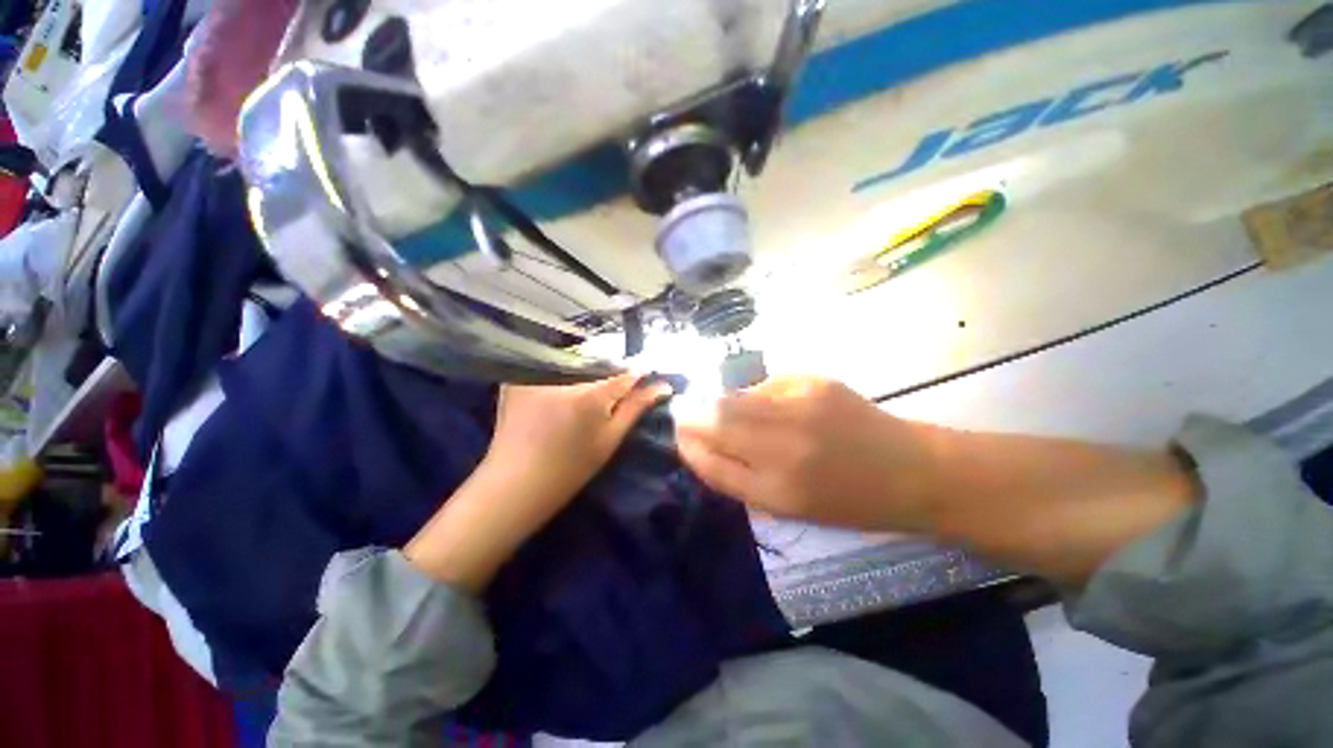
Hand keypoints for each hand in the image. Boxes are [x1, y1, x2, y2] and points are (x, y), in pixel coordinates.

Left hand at [406, 374, 670, 590]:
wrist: (515, 484)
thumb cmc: (570, 468)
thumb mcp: (610, 440)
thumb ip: (636, 408)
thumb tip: (662, 386)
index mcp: (590, 396)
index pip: (625, 373)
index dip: (639, 372)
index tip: (649, 372)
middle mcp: (562, 377)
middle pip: (598, 361)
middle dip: (612, 368)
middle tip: (619, 381)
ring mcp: (535, 374)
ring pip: (574, 359)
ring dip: (587, 366)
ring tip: (594, 381)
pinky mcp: (517, 377)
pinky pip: (549, 364)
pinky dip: (562, 370)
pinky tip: (566, 384)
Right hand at [675, 376, 933, 529]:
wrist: (912, 470)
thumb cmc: (848, 501)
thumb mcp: (788, 508)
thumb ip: (738, 478)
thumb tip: (700, 445)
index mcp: (778, 490)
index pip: (711, 460)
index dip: (688, 445)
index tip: (679, 435)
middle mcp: (785, 445)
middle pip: (716, 418)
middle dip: (693, 415)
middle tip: (688, 415)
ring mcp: (800, 406)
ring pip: (735, 397)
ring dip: (721, 403)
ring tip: (730, 412)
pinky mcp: (814, 381)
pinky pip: (764, 386)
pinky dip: (754, 396)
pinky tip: (770, 406)